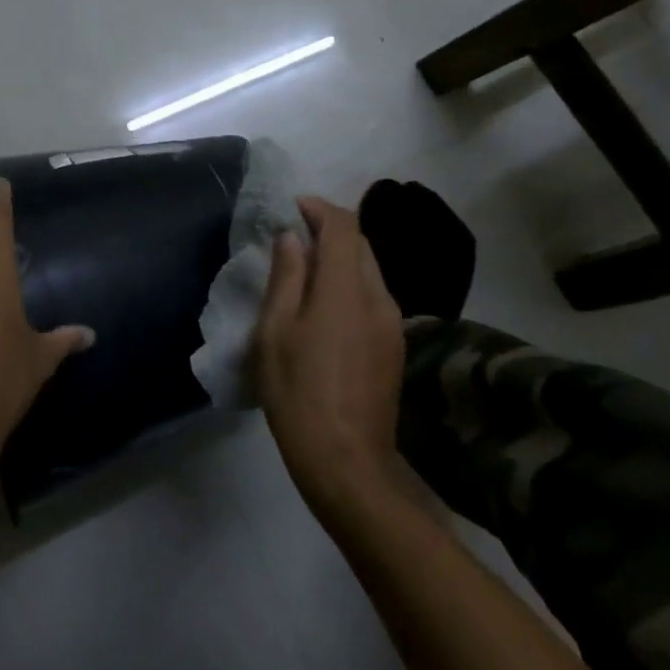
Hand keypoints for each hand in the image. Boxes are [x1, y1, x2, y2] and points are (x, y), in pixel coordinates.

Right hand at [256, 195, 405, 516]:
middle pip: (361, 243)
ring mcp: (392, 323)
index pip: (344, 225)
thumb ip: (287, 277)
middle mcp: (379, 296)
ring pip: (369, 270)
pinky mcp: (394, 346)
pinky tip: (325, 307)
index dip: (319, 208)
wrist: (346, 462)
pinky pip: (373, 296)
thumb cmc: (298, 393)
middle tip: (293, 238)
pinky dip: (349, 284)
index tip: (292, 208)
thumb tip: (292, 238)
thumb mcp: (276, 332)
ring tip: (304, 272)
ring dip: (340, 259)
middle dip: (329, 230)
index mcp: (347, 288)